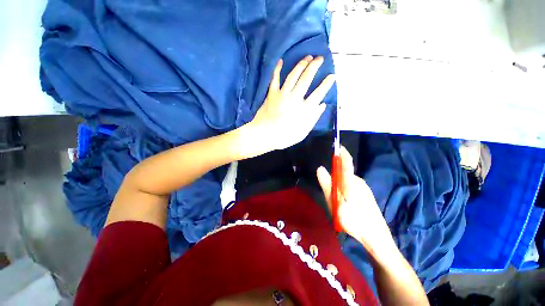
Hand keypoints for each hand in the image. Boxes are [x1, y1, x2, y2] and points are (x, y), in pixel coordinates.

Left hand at [246, 56, 334, 154]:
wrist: (264, 135)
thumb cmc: (284, 137)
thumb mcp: (302, 133)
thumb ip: (313, 119)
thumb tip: (322, 105)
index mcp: (303, 110)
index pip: (319, 93)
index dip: (326, 84)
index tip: (332, 76)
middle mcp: (294, 99)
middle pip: (306, 79)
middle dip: (314, 66)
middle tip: (320, 58)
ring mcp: (282, 95)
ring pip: (293, 76)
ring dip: (301, 64)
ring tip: (307, 57)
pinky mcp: (271, 94)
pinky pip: (275, 79)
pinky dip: (277, 69)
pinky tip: (281, 61)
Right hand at [316, 147, 396, 257]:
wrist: (377, 239)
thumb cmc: (355, 221)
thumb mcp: (336, 203)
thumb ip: (328, 185)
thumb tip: (320, 168)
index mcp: (352, 181)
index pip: (346, 162)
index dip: (341, 153)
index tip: (336, 145)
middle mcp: (359, 182)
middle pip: (344, 172)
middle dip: (335, 174)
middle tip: (327, 189)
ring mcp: (364, 189)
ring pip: (347, 181)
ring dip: (338, 184)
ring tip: (334, 199)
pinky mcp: (365, 196)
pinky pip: (350, 187)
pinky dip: (343, 189)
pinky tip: (342, 202)